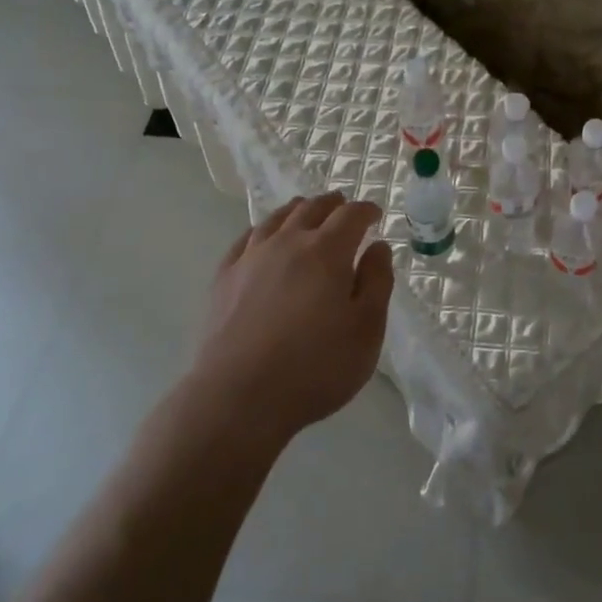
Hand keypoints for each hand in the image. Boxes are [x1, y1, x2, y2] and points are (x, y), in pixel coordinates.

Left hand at [192, 193, 395, 444]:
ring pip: (277, 218)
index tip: (376, 214)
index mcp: (327, 252)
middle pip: (312, 209)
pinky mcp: (224, 278)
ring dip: (298, 209)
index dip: (366, 210)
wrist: (238, 398)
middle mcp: (288, 243)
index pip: (351, 215)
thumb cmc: (315, 368)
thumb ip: (376, 282)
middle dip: (332, 203)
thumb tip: (378, 247)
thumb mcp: (366, 330)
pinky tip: (263, 236)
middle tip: (343, 205)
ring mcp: (251, 258)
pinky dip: (262, 229)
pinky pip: (246, 239)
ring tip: (306, 210)